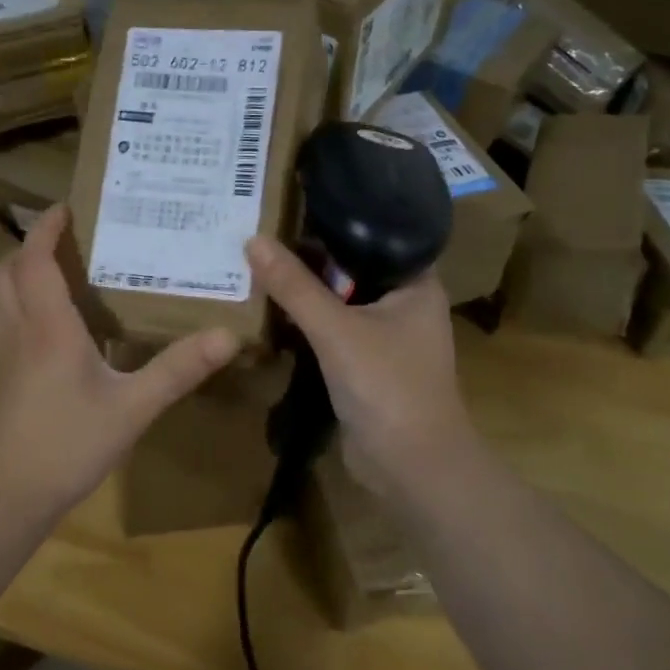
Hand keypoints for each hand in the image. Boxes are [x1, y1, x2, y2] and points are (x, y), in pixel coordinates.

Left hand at [0, 206, 238, 521]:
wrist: (6, 495)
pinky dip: (29, 305)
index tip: (67, 205)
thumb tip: (228, 335)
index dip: (46, 227)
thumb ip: (178, 370)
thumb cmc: (66, 444)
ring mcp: (7, 356)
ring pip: (5, 297)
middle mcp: (21, 331)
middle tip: (69, 237)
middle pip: (8, 271)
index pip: (36, 260)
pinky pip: (12, 323)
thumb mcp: (132, 408)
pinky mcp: (5, 379)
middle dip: (32, 245)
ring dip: (27, 274)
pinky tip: (63, 328)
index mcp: (49, 326)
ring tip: (68, 272)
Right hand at [246, 236, 474, 497]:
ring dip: (307, 293)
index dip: (335, 220)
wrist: (410, 465)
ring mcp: (387, 338)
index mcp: (416, 283)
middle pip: (352, 269)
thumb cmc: (387, 385)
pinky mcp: (367, 366)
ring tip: (260, 264)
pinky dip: (309, 324)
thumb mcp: (336, 329)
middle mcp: (405, 304)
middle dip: (311, 258)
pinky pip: (334, 332)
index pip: (376, 235)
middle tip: (264, 232)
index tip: (292, 204)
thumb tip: (252, 240)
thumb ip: (294, 286)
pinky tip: (273, 310)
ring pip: (341, 303)